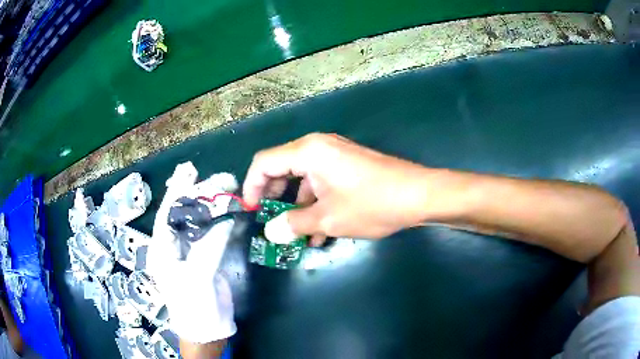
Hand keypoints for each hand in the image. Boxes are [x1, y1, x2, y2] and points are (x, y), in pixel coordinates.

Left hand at [147, 162, 236, 343]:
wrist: (208, 331)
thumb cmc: (195, 307)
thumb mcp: (198, 276)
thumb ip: (209, 245)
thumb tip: (225, 216)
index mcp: (162, 249)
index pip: (166, 214)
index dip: (177, 191)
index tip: (189, 170)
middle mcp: (173, 247)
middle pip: (183, 215)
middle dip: (199, 195)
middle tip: (220, 179)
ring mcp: (189, 253)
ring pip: (198, 223)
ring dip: (211, 206)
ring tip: (226, 187)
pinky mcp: (204, 259)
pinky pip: (211, 235)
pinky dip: (220, 222)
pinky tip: (228, 212)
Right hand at [243, 133, 430, 245]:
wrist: (419, 195)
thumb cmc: (370, 204)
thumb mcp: (327, 219)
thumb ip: (294, 224)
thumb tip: (271, 233)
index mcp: (307, 151)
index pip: (264, 163)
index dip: (251, 187)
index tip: (251, 211)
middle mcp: (318, 147)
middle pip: (282, 168)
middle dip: (274, 198)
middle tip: (271, 222)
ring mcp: (336, 156)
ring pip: (303, 179)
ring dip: (297, 206)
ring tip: (297, 236)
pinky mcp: (349, 166)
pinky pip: (322, 182)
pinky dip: (316, 204)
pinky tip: (319, 232)